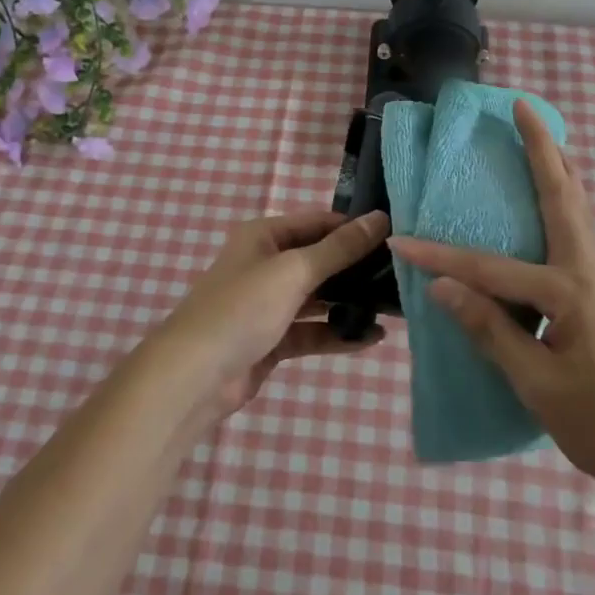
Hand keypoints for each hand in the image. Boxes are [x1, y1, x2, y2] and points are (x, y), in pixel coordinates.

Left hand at [159, 209, 390, 417]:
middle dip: (356, 268)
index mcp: (264, 236)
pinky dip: (338, 333)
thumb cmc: (243, 308)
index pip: (317, 222)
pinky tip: (371, 338)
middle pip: (319, 260)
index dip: (353, 228)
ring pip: (318, 298)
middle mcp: (265, 264)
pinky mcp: (272, 340)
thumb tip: (379, 219)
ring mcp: (268, 304)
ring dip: (350, 302)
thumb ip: (339, 248)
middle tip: (400, 276)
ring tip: (393, 307)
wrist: (195, 376)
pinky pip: (312, 330)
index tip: (394, 238)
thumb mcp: (294, 271)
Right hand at [390, 101, 594, 509]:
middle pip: (563, 196)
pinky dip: (570, 201)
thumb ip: (492, 330)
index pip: (490, 269)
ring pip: (580, 208)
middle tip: (524, 108)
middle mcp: (588, 272)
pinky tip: (561, 205)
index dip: (443, 258)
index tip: (403, 243)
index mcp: (568, 292)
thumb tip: (443, 287)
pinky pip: (583, 232)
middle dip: (542, 149)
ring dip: (561, 168)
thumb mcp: (537, 384)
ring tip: (546, 137)